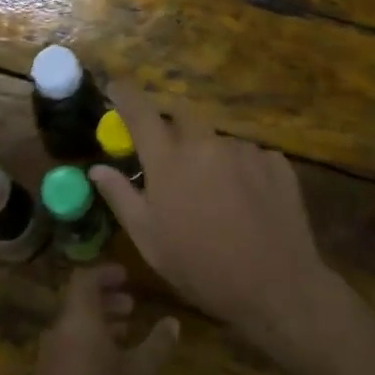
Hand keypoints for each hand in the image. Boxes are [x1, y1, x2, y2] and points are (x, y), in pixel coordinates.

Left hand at [26, 265, 177, 374]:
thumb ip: (157, 346)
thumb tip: (172, 322)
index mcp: (78, 320)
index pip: (85, 279)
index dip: (105, 273)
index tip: (127, 277)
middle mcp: (59, 331)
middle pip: (79, 302)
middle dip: (106, 300)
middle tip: (132, 307)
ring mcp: (48, 357)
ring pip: (74, 326)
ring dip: (99, 324)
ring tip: (126, 335)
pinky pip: (68, 347)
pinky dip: (89, 344)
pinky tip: (110, 367)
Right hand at [90, 88, 339, 351]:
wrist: (276, 287)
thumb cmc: (201, 268)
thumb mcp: (149, 240)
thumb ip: (121, 196)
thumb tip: (98, 168)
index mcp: (169, 160)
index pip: (141, 112)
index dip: (125, 95)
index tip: (116, 87)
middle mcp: (206, 143)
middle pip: (182, 115)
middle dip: (170, 125)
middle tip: (169, 154)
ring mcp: (245, 149)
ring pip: (217, 138)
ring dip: (208, 153)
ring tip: (213, 192)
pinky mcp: (275, 161)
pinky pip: (248, 154)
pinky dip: (239, 168)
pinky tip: (245, 199)